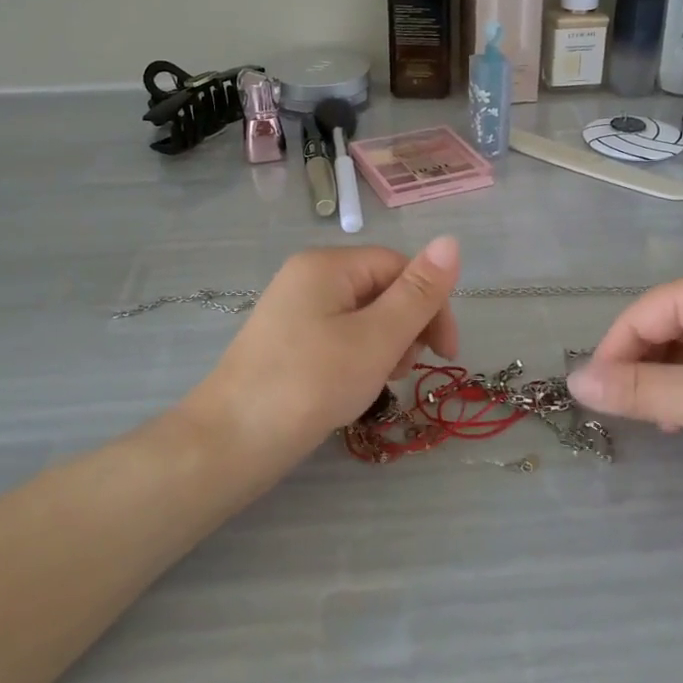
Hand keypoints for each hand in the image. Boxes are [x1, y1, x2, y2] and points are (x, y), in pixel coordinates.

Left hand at [186, 237, 461, 453]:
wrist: (230, 442)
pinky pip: (339, 337)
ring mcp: (294, 310)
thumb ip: (418, 293)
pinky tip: (354, 388)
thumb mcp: (377, 338)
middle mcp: (308, 277)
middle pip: (381, 289)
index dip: (431, 304)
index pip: (399, 266)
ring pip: (363, 317)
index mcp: (328, 265)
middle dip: (406, 328)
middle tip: (403, 371)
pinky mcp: (287, 341)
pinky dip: (358, 358)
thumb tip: (452, 240)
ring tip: (378, 382)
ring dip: (385, 346)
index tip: (445, 354)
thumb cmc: (311, 384)